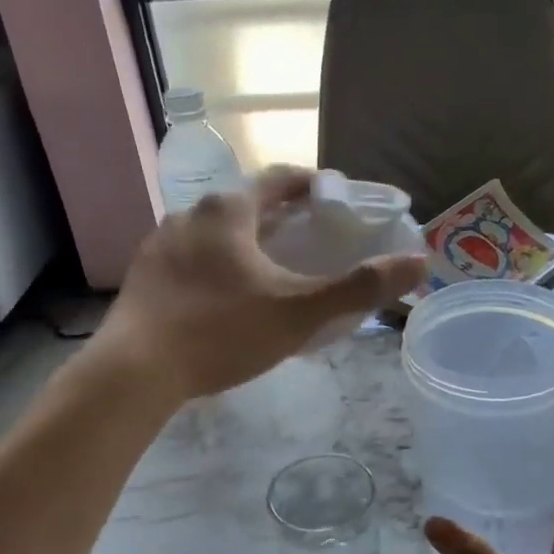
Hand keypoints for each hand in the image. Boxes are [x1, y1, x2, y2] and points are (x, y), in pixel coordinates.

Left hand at [103, 166, 425, 401]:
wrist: (134, 372)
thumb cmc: (221, 332)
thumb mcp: (299, 312)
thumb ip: (359, 287)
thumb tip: (420, 262)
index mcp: (229, 211)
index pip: (280, 180)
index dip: (313, 186)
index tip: (337, 201)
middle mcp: (191, 215)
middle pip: (248, 205)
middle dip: (283, 218)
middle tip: (313, 241)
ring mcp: (161, 244)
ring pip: (217, 233)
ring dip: (248, 242)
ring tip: (272, 272)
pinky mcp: (144, 275)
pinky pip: (192, 258)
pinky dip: (218, 266)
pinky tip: (226, 299)